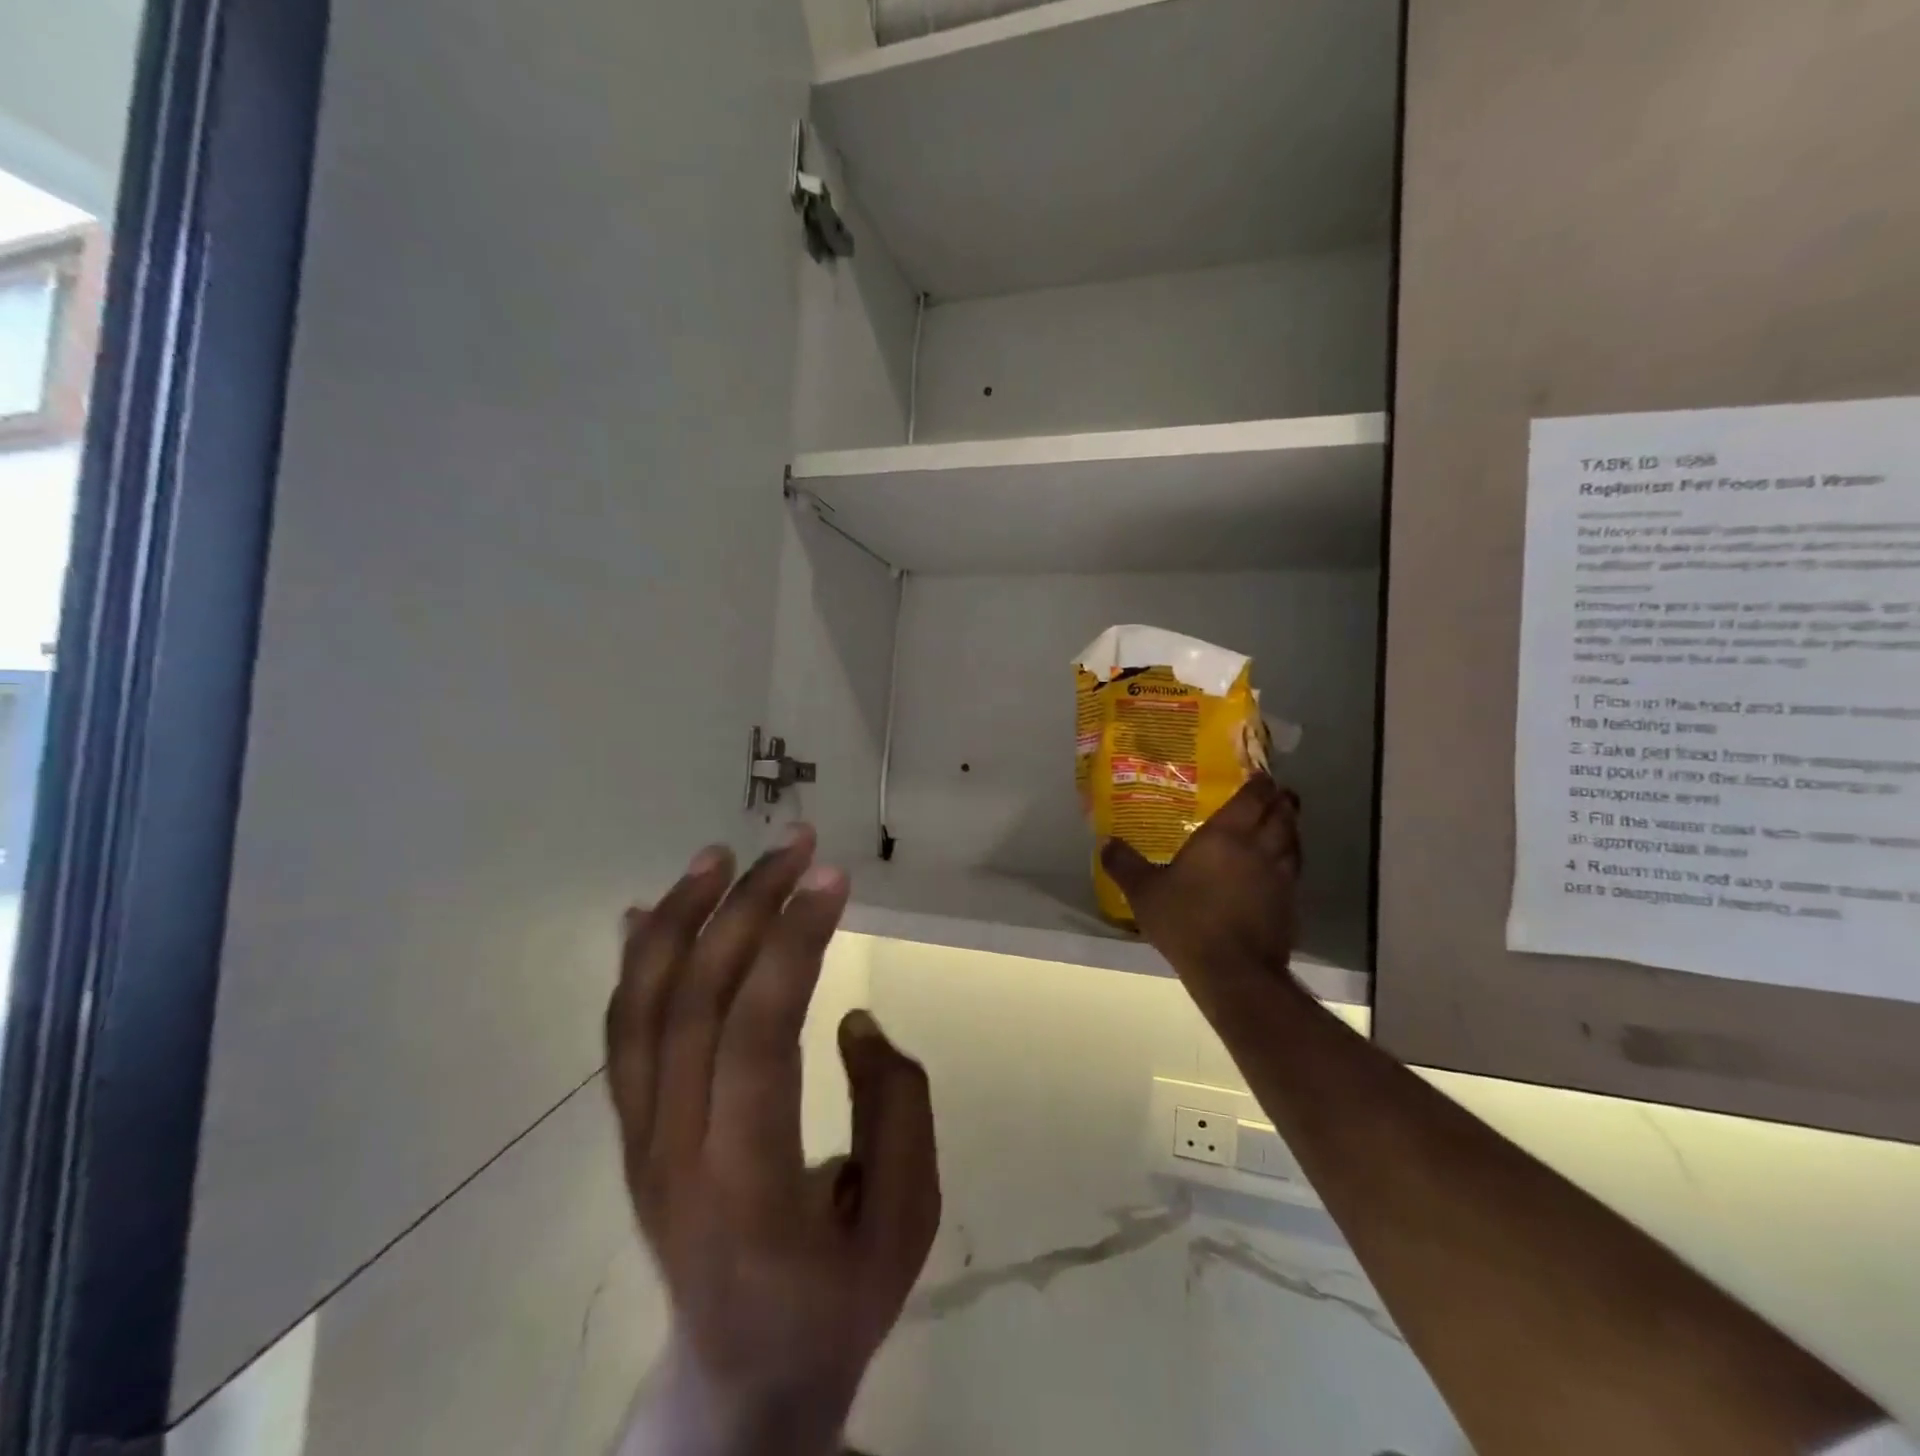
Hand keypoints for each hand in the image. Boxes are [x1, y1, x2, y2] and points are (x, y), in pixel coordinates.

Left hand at [607, 827, 939, 1453]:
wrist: (739, 1382)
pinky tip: (653, 908)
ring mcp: (640, 1140)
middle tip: (797, 844)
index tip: (833, 878)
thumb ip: (897, 1109)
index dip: (793, 944)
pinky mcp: (631, 1133)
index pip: (756, 1035)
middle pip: (695, 1001)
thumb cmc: (836, 1301)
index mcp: (748, 1183)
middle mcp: (673, 1152)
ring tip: (722, 853)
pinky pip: (622, 1033)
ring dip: (681, 917)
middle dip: (747, 906)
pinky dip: (636, 961)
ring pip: (643, 1007)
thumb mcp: (906, 1220)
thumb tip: (852, 1020)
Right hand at [1100, 775, 1302, 1009]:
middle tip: (1276, 794)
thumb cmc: (1186, 920)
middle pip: (1282, 815)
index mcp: (1226, 836)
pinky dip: (1289, 862)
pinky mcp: (1290, 905)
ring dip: (1290, 829)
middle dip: (1281, 801)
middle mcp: (1259, 848)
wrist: (1233, 970)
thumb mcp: (1144, 892)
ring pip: (1294, 842)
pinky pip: (1294, 872)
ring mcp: (1280, 877)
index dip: (1259, 784)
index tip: (1260, 775)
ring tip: (1282, 825)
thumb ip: (1125, 865)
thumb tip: (1106, 842)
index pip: (1252, 798)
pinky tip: (1277, 871)